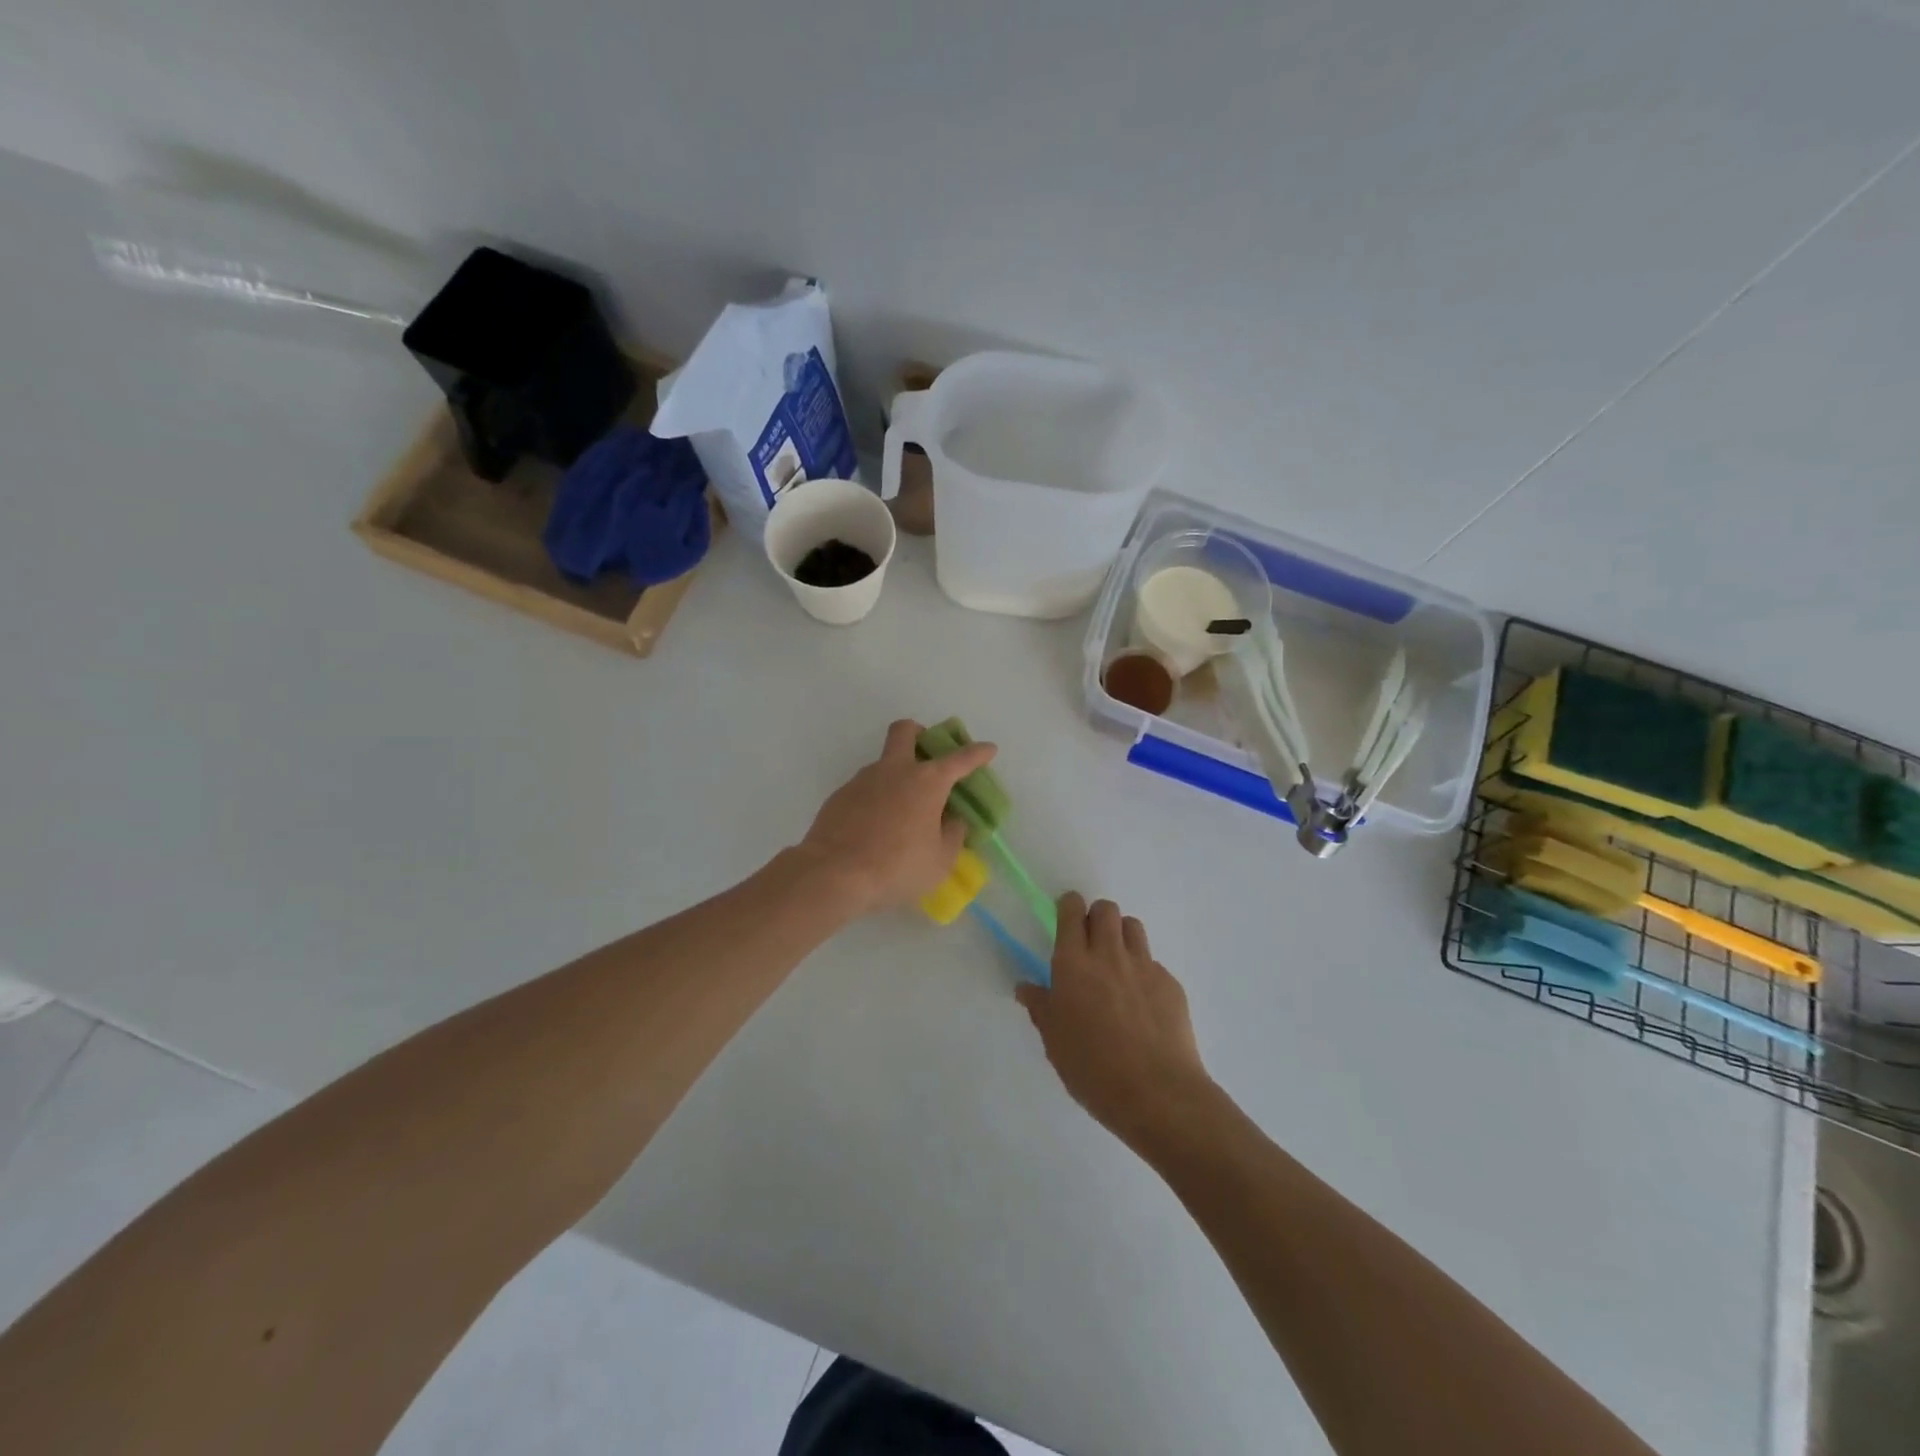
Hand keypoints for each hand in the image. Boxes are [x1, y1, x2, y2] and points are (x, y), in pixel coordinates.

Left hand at [799, 719, 996, 916]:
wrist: (834, 874)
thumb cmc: (897, 867)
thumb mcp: (940, 860)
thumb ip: (952, 835)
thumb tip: (952, 819)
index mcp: (927, 782)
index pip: (960, 759)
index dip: (978, 753)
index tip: (989, 749)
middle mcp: (895, 771)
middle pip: (906, 731)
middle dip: (920, 733)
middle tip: (927, 754)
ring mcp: (863, 780)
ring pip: (883, 763)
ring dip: (896, 776)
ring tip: (901, 814)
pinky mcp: (840, 796)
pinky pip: (864, 789)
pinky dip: (875, 800)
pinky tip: (875, 828)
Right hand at [1016, 893, 1213, 1148]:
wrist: (1158, 1094)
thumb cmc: (1093, 1069)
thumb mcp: (1054, 1041)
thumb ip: (1041, 1007)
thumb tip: (1026, 987)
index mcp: (1073, 964)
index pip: (1071, 912)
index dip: (1069, 906)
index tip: (1067, 915)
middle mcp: (1109, 955)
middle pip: (1106, 909)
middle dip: (1096, 916)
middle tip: (1090, 942)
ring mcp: (1144, 966)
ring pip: (1132, 926)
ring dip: (1121, 935)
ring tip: (1116, 964)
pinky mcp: (1171, 984)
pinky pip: (1153, 962)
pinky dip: (1143, 972)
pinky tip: (1142, 1004)